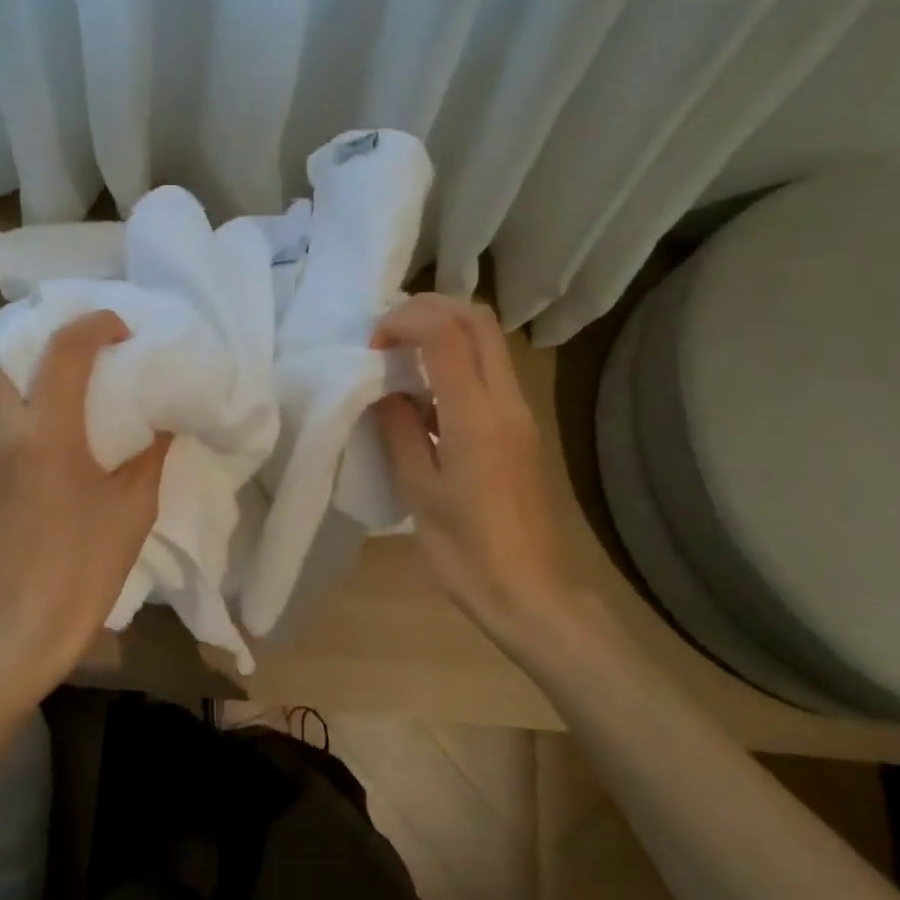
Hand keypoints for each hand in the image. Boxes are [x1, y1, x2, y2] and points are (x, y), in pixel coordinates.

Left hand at [0, 310, 170, 682]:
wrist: (29, 623)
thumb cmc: (88, 562)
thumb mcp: (134, 505)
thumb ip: (150, 453)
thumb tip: (162, 422)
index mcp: (47, 432)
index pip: (63, 351)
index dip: (94, 326)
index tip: (122, 329)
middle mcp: (6, 434)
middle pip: (4, 359)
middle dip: (40, 341)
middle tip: (82, 350)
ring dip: (30, 376)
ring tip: (71, 387)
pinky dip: (24, 412)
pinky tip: (56, 437)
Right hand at [372, 294, 566, 641]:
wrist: (527, 590)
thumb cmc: (465, 550)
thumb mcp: (419, 491)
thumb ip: (399, 430)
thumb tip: (383, 392)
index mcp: (476, 416)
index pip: (444, 333)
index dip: (403, 322)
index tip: (371, 347)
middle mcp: (506, 402)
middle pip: (477, 319)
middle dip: (429, 309)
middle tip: (387, 335)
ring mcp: (520, 413)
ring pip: (488, 341)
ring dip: (444, 331)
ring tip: (400, 357)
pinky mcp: (521, 429)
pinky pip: (490, 372)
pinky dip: (456, 360)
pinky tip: (425, 394)